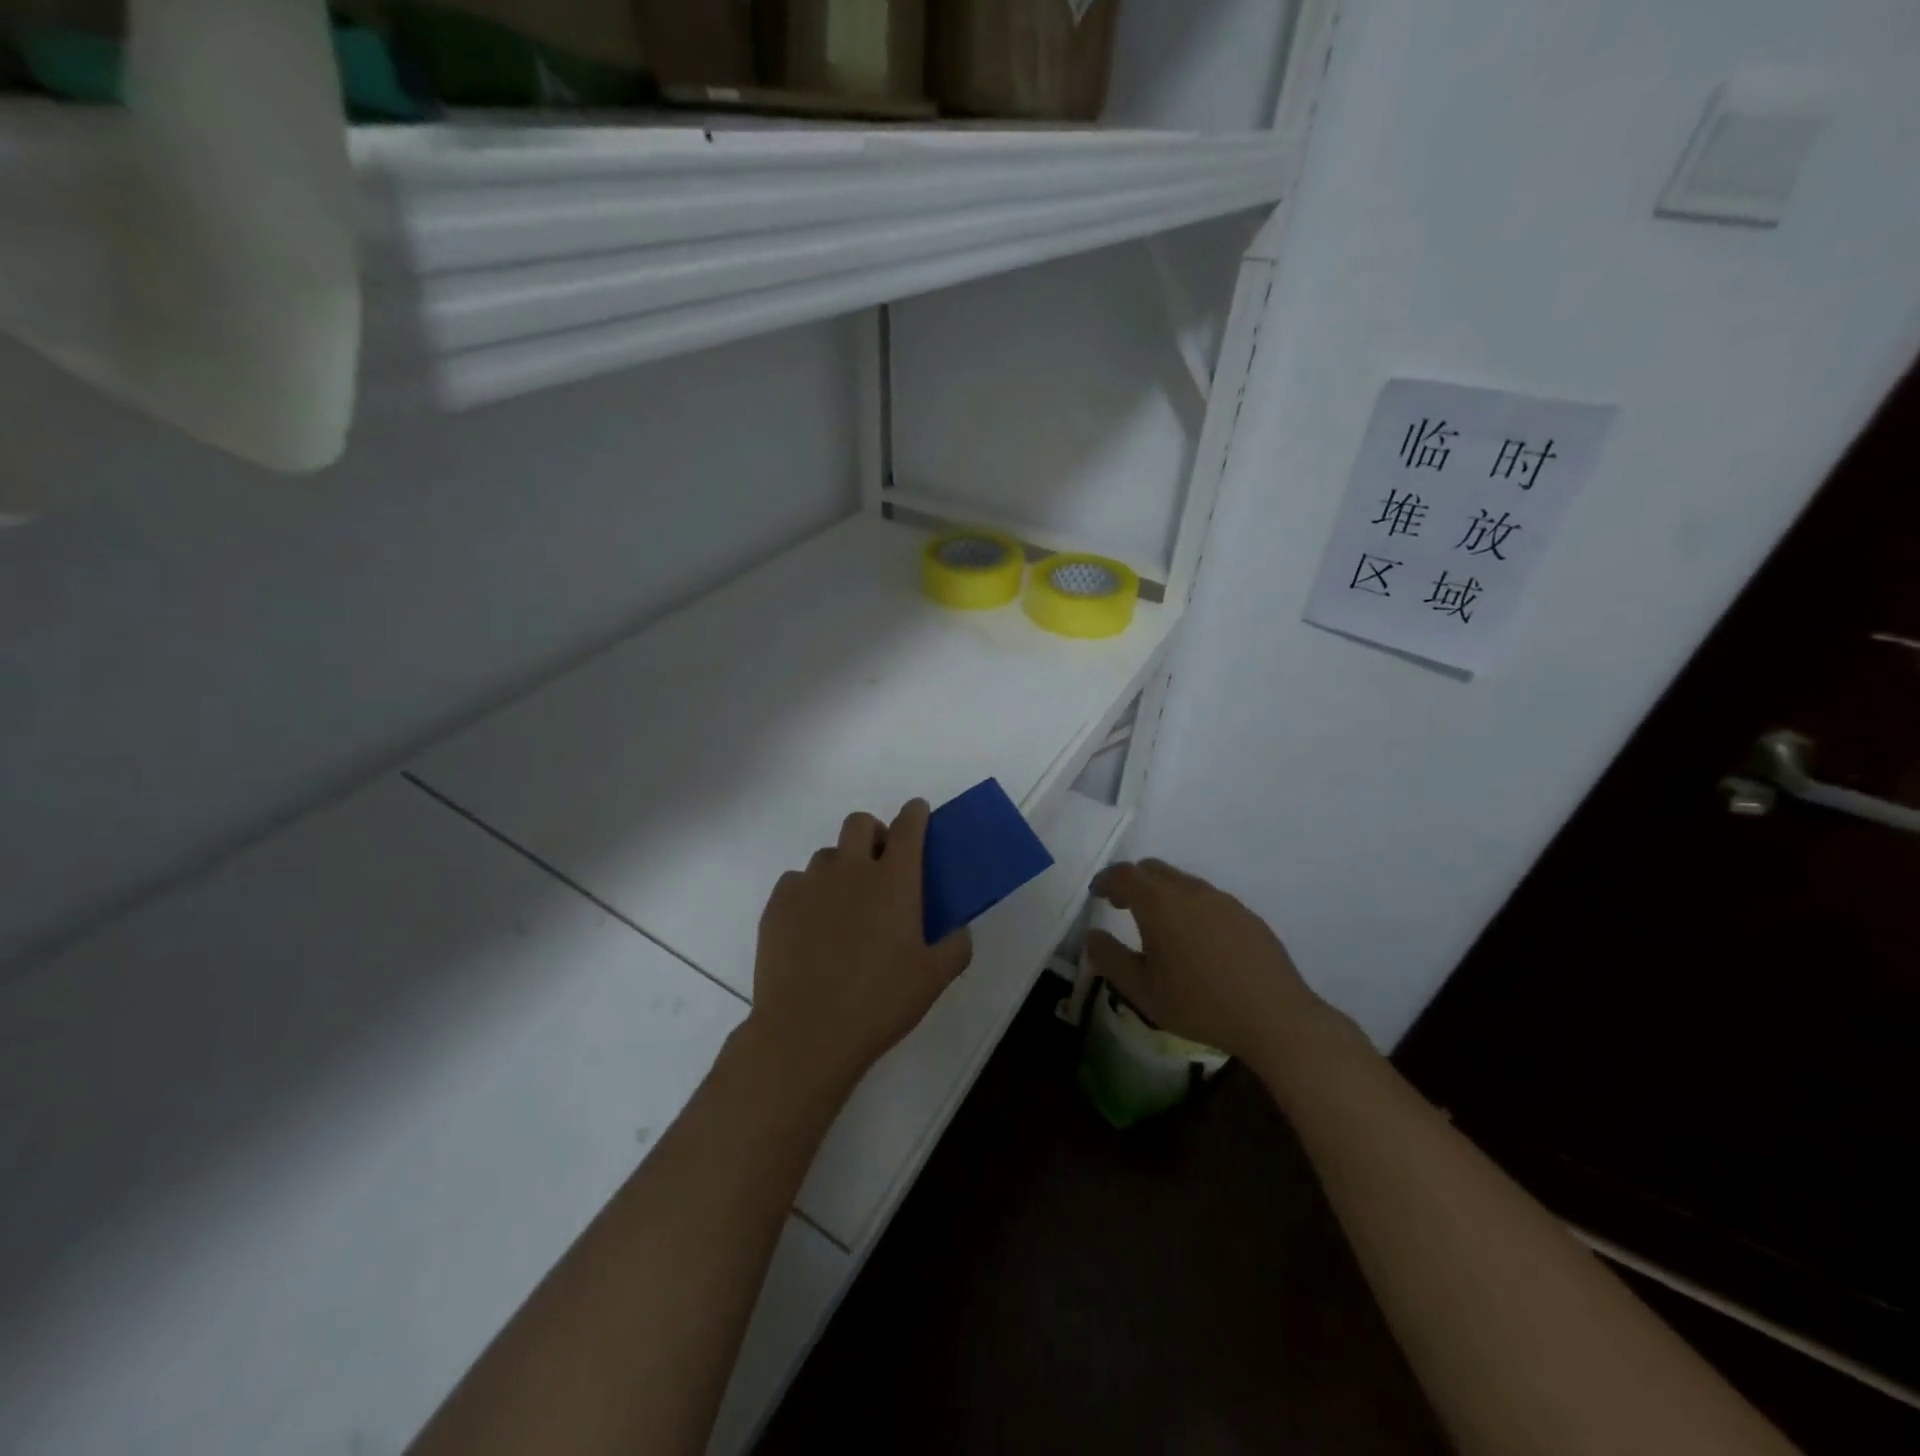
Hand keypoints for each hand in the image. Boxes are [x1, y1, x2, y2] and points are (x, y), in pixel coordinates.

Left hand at [745, 800, 973, 1101]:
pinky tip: (810, 927)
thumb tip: (959, 930)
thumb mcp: (933, 979)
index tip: (918, 813)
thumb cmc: (879, 1002)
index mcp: (895, 880)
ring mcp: (810, 884)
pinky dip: (808, 893)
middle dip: (873, 833)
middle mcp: (851, 870)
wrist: (807, 1031)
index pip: (908, 826)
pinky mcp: (778, 904)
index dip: (915, 813)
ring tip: (842, 906)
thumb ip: (955, 947)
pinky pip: (795, 881)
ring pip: (826, 854)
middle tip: (879, 865)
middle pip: (860, 823)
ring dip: (840, 867)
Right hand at [1087, 859, 1336, 1075]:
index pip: (1124, 874)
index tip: (1097, 894)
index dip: (1106, 880)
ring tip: (1159, 926)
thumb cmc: (1200, 1004)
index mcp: (1159, 903)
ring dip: (1162, 893)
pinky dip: (1189, 905)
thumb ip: (1110, 960)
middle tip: (1122, 906)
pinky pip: (1207, 897)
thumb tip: (1092, 936)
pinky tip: (1196, 940)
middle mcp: (1189, 890)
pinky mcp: (1245, 913)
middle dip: (1132, 882)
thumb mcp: (1143, 991)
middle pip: (1152, 869)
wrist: (1275, 1017)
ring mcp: (1222, 899)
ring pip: (1181, 881)